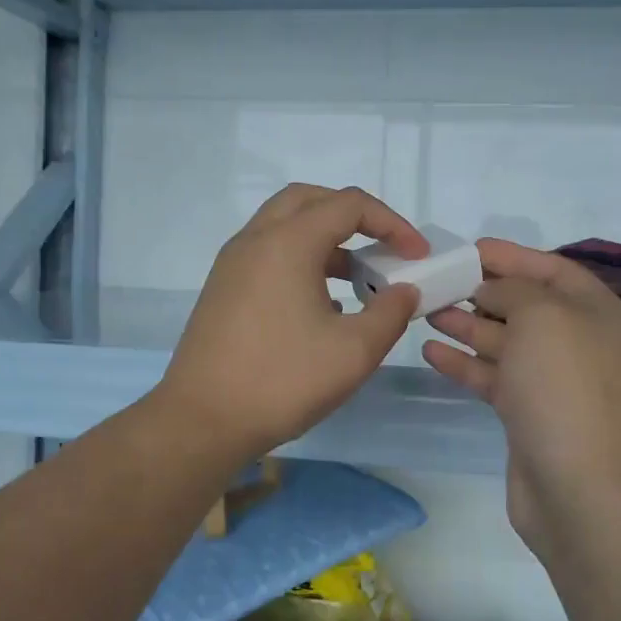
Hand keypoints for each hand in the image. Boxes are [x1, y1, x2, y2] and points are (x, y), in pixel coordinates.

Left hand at [156, 185, 425, 461]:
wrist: (202, 421)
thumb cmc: (282, 381)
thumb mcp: (354, 351)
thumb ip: (390, 313)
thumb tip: (405, 291)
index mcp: (288, 243)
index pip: (349, 205)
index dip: (392, 223)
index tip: (417, 255)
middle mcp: (255, 240)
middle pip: (310, 200)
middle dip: (353, 215)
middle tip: (381, 245)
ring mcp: (233, 264)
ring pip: (285, 226)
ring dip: (325, 238)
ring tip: (358, 277)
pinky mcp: (223, 289)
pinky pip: (268, 253)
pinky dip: (301, 259)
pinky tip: (322, 303)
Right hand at [424, 239, 620, 551]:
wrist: (581, 491)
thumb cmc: (565, 389)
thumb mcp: (542, 317)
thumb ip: (513, 290)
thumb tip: (492, 292)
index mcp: (599, 314)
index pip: (554, 270)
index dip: (512, 256)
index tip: (469, 250)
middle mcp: (581, 344)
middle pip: (527, 306)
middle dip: (482, 292)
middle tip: (438, 282)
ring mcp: (556, 383)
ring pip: (506, 343)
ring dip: (467, 325)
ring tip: (426, 311)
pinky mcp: (530, 415)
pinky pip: (495, 377)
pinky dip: (465, 364)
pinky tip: (431, 352)